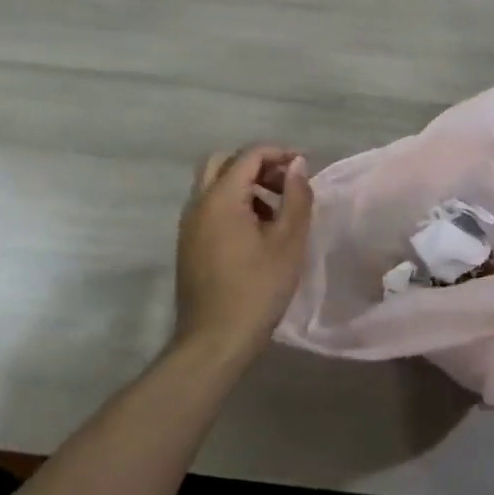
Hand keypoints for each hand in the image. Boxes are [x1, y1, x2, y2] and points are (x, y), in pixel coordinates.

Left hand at [174, 145, 314, 365]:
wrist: (214, 341)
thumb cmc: (257, 289)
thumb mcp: (288, 242)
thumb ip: (296, 197)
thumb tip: (297, 165)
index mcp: (220, 198)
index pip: (248, 155)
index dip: (279, 153)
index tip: (304, 166)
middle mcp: (198, 204)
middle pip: (223, 163)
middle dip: (256, 165)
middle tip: (284, 184)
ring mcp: (189, 225)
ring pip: (213, 185)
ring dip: (244, 185)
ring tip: (276, 210)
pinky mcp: (188, 244)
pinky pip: (209, 207)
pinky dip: (232, 204)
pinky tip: (256, 232)